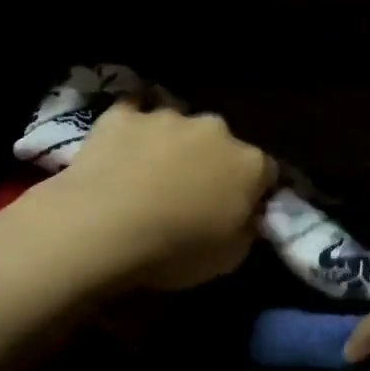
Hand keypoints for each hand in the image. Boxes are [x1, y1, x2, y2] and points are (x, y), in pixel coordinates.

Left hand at [54, 100, 276, 290]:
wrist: (104, 227)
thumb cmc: (175, 250)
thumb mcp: (229, 258)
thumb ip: (246, 228)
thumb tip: (246, 216)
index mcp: (249, 164)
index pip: (266, 172)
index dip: (253, 192)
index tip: (238, 212)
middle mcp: (215, 129)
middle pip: (222, 144)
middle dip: (211, 162)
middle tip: (189, 194)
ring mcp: (167, 117)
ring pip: (178, 127)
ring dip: (171, 145)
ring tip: (147, 176)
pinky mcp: (123, 114)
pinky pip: (133, 112)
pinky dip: (132, 128)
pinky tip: (121, 145)